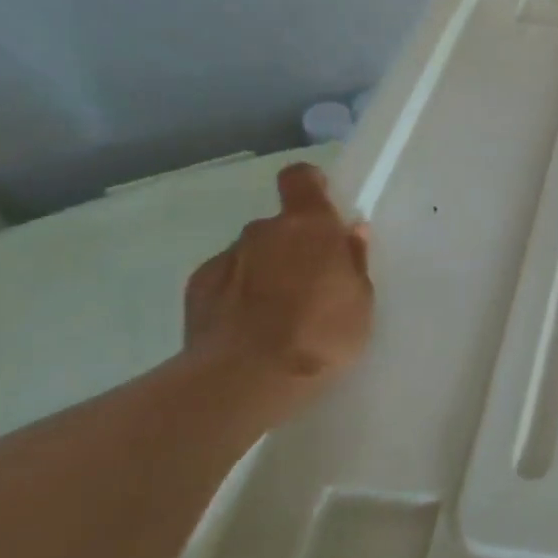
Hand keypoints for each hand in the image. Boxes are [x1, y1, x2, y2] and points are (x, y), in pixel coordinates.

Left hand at [182, 163, 373, 403]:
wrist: (244, 379)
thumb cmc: (320, 335)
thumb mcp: (360, 301)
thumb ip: (354, 261)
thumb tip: (350, 232)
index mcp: (309, 225)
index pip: (300, 178)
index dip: (309, 187)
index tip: (322, 208)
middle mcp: (263, 231)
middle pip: (280, 225)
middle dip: (293, 246)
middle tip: (310, 284)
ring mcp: (226, 258)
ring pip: (252, 254)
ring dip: (265, 272)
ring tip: (277, 315)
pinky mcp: (197, 289)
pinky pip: (227, 280)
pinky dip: (237, 295)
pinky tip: (247, 328)